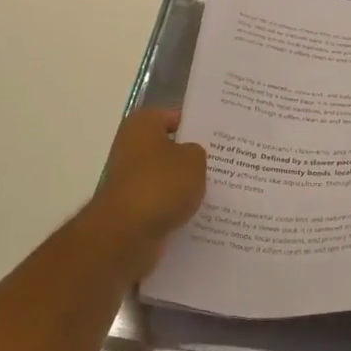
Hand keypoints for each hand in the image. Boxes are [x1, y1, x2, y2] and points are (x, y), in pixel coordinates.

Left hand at [86, 108, 207, 279]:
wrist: (126, 233)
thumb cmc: (161, 184)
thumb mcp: (194, 160)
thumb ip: (197, 152)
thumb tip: (190, 157)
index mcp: (142, 124)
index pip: (175, 117)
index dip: (197, 126)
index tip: (220, 138)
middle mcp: (131, 147)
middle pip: (169, 148)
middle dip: (191, 158)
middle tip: (224, 164)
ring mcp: (129, 180)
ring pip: (166, 178)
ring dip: (184, 186)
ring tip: (217, 191)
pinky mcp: (132, 209)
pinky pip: (161, 203)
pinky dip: (176, 208)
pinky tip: (200, 214)